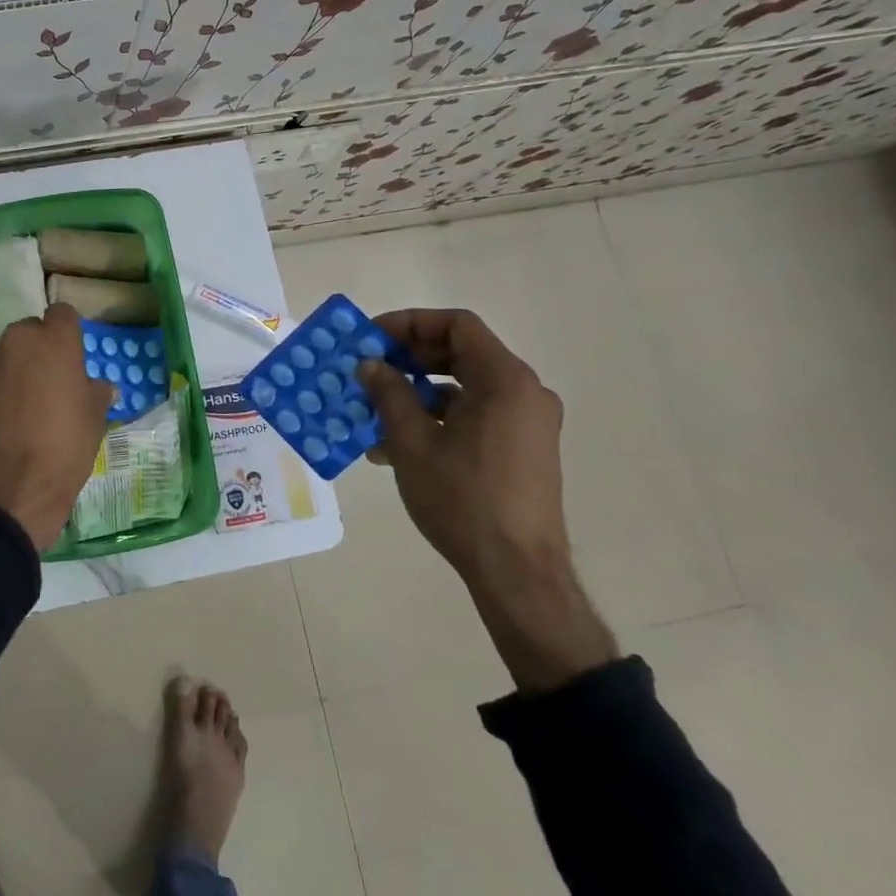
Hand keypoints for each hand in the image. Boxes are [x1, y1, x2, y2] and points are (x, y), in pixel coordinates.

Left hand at [0, 302, 114, 550]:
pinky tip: (16, 417)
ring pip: (12, 353)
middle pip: (33, 331)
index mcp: (54, 339)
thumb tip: (100, 387)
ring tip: (36, 401)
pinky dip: (6, 388)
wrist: (13, 487)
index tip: (77, 354)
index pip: (62, 313)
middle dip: (44, 348)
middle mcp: (19, 341)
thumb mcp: (95, 418)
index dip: (70, 331)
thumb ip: (97, 392)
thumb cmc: (65, 444)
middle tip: (58, 380)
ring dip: (23, 367)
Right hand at [357, 309, 615, 690]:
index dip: (410, 323)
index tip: (372, 337)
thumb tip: (369, 364)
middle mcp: (524, 393)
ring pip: (464, 387)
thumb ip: (389, 393)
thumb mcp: (412, 442)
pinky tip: (396, 446)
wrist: (518, 573)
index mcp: (505, 381)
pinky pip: (475, 415)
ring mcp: (527, 423)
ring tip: (373, 413)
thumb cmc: (463, 499)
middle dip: (408, 358)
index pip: (457, 325)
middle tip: (368, 369)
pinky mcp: (522, 449)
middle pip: (461, 353)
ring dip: (416, 392)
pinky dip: (437, 418)